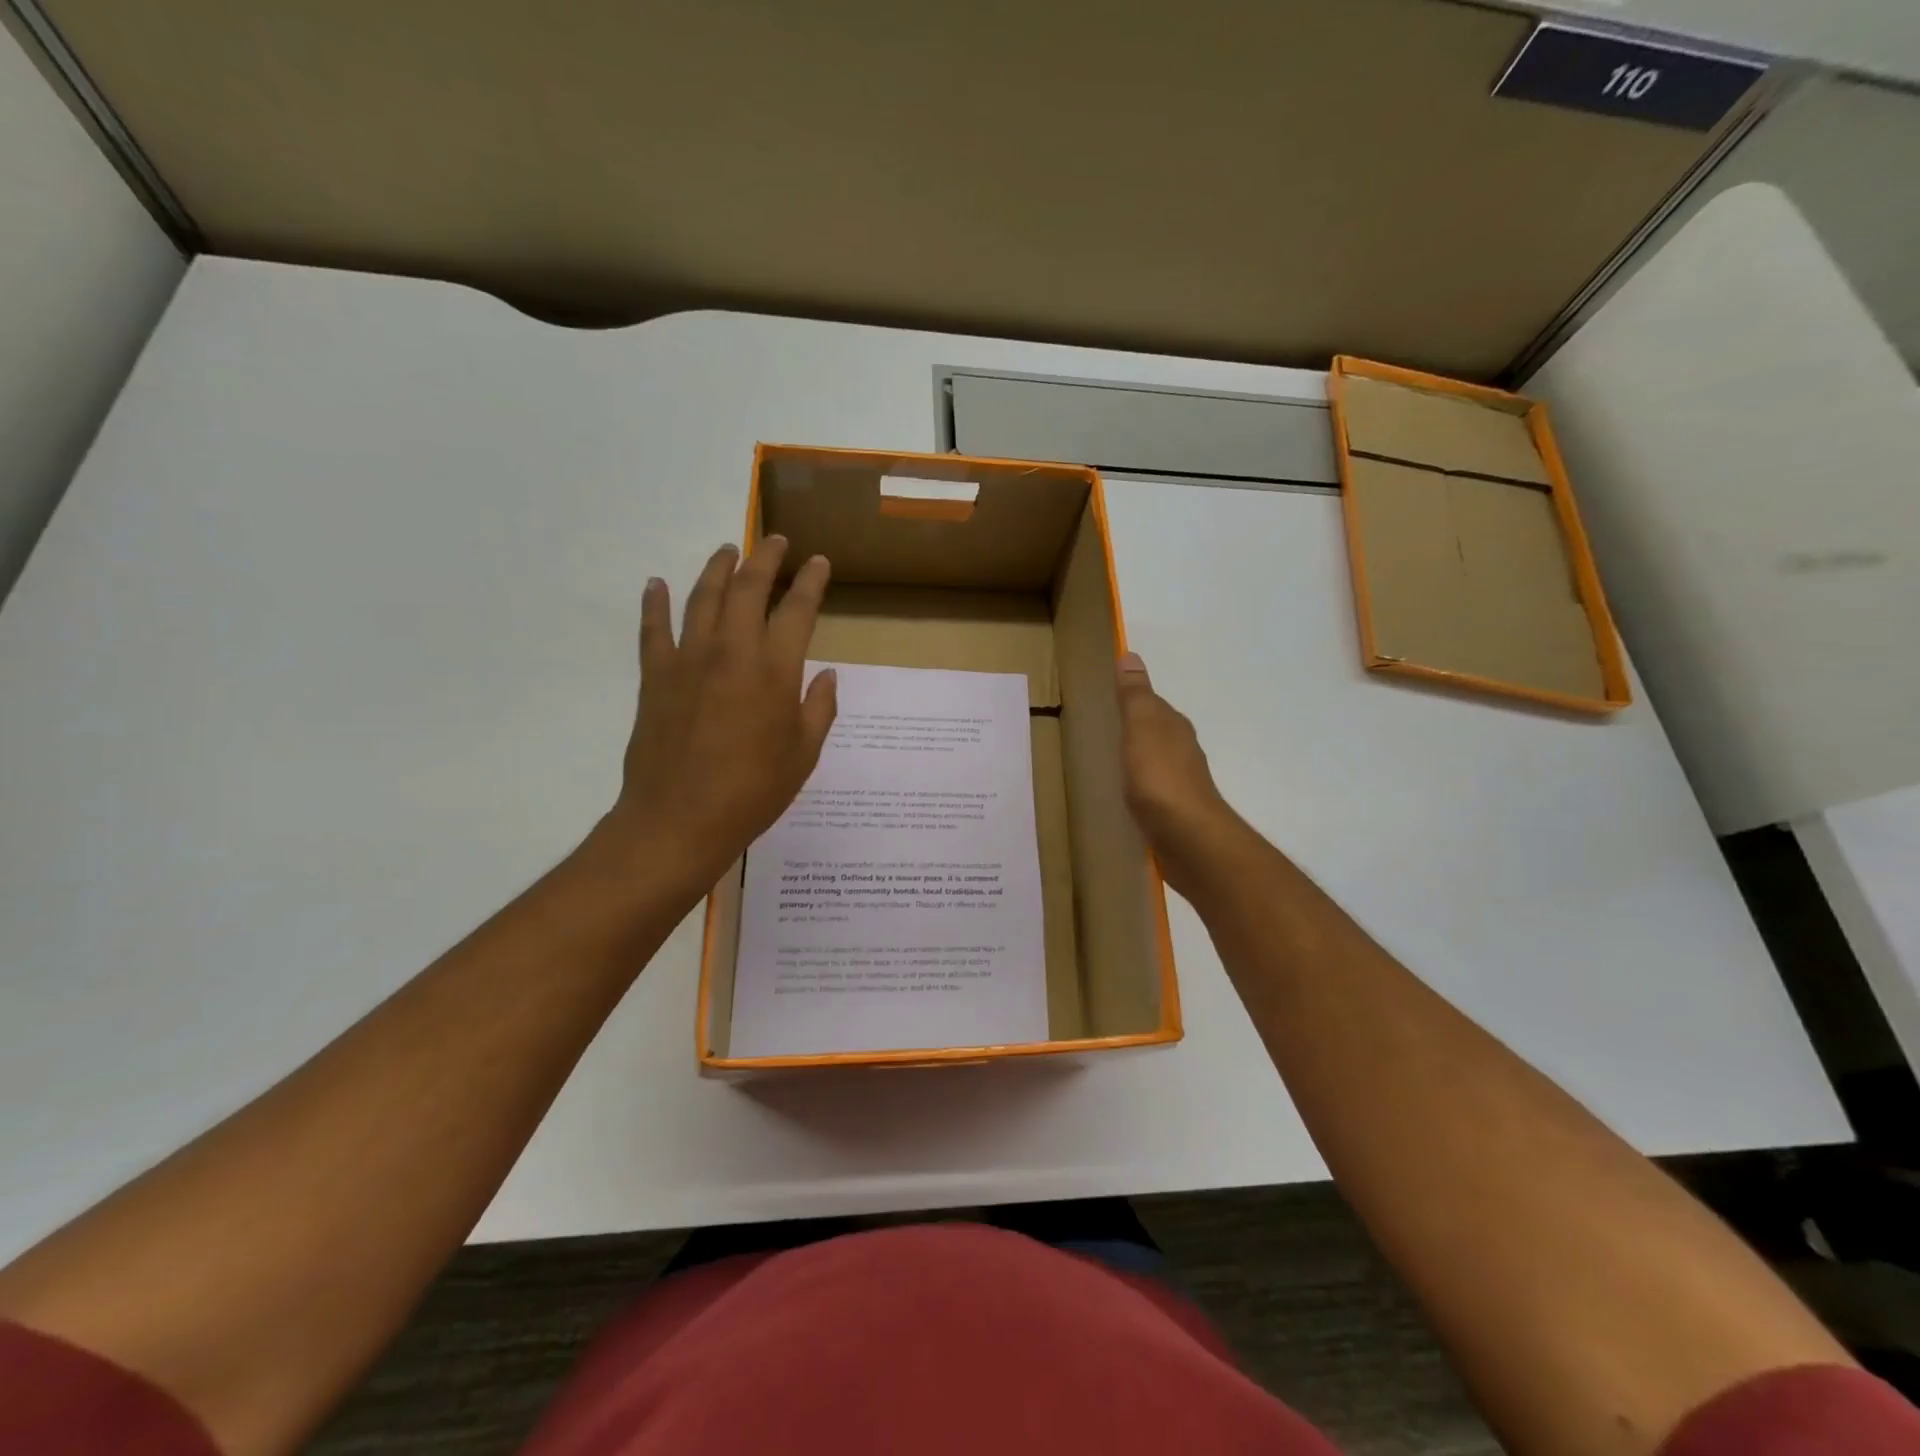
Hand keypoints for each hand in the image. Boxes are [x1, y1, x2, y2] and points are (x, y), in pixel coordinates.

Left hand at [595, 537, 836, 902]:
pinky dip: (656, 603)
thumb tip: (828, 677)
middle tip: (776, 540)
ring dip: (718, 568)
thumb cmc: (753, 792)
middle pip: (748, 589)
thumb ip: (818, 709)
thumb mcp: (803, 755)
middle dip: (765, 558)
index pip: (797, 611)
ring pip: (703, 597)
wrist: (679, 821)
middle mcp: (732, 652)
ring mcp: (689, 660)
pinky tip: (657, 584)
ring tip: (728, 550)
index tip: (818, 562)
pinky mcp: (656, 677)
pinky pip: (653, 629)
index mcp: (775, 671)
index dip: (810, 582)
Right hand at [1116, 652, 1238, 894]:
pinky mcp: (1173, 811)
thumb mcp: (1142, 727)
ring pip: (1153, 761)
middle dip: (1133, 729)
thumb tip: (1131, 655)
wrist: (1188, 838)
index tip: (1106, 699)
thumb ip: (1134, 695)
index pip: (1152, 704)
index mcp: (1173, 727)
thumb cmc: (1161, 777)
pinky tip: (1122, 794)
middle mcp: (1181, 750)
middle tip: (1100, 729)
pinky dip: (1137, 786)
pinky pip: (1150, 790)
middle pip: (1154, 732)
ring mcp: (1179, 782)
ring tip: (1106, 762)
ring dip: (1135, 759)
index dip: (1131, 699)